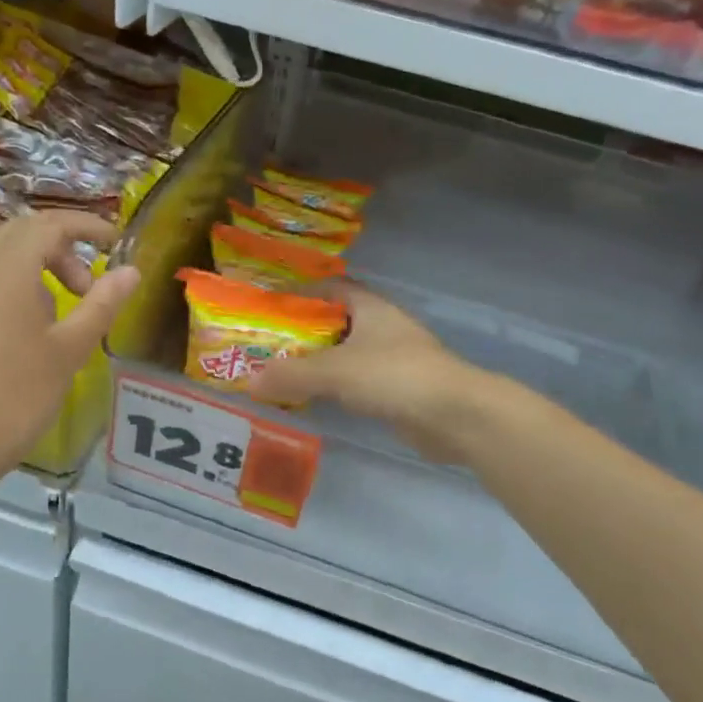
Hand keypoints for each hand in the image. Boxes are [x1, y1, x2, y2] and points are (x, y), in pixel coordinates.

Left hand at [0, 210, 140, 490]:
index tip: (114, 242)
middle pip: (20, 235)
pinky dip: (4, 293)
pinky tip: (13, 340)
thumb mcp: (69, 351)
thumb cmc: (14, 397)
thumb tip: (132, 271)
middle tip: (86, 288)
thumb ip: (102, 304)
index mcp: (5, 269)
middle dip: (60, 251)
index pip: (50, 224)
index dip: (87, 226)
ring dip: (32, 274)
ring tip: (54, 322)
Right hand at [248, 283, 487, 463]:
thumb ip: (290, 375)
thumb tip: (247, 381)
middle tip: (268, 346)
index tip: (272, 306)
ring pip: (348, 354)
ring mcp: (394, 358)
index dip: (302, 292)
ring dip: (320, 362)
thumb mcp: (334, 371)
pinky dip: (337, 387)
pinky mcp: (399, 389)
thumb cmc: (394, 376)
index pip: (333, 287)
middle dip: (304, 332)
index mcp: (371, 307)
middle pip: (337, 321)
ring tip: (283, 373)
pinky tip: (316, 399)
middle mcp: (383, 327)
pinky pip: (358, 381)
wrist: (454, 414)